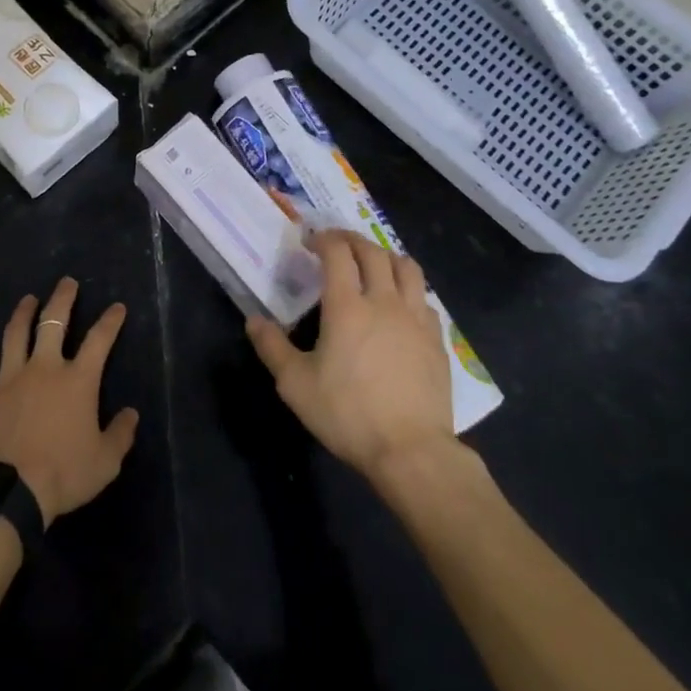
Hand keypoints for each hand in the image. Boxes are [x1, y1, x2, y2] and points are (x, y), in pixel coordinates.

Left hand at [0, 278, 140, 525]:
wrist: (9, 492)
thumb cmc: (63, 474)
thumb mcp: (105, 461)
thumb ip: (120, 434)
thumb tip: (131, 414)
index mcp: (77, 380)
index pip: (99, 340)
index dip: (110, 321)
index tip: (117, 307)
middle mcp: (44, 368)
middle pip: (53, 323)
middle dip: (62, 299)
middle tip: (66, 282)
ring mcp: (10, 379)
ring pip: (15, 336)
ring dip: (22, 315)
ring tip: (27, 300)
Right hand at [246, 230, 456, 480]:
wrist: (412, 451)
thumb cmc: (348, 414)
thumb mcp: (296, 384)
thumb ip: (272, 347)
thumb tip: (254, 320)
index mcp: (347, 306)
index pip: (338, 253)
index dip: (324, 239)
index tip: (311, 241)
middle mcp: (384, 302)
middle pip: (373, 252)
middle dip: (352, 240)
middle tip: (337, 243)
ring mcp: (416, 319)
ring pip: (407, 267)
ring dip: (386, 256)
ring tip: (373, 263)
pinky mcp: (437, 340)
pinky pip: (424, 299)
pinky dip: (409, 289)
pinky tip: (400, 304)